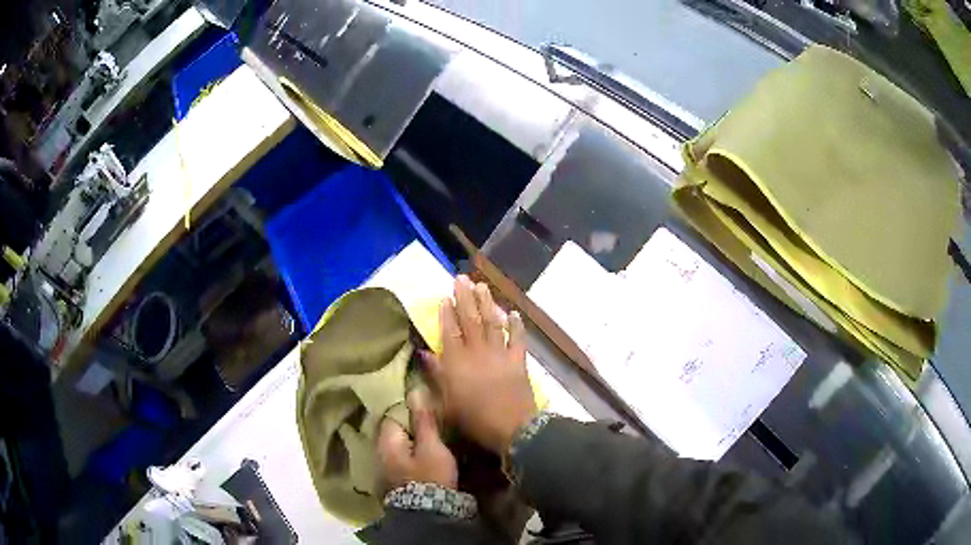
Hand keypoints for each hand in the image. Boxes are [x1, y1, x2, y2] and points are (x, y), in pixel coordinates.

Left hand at [377, 389, 457, 490]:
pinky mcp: (397, 479)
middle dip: (409, 423)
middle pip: (394, 430)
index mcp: (386, 441)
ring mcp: (387, 467)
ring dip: (412, 438)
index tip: (425, 403)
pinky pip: (403, 457)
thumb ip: (423, 421)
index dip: (408, 407)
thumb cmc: (430, 477)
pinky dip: (412, 451)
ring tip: (432, 432)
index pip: (392, 413)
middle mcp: (381, 452)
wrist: (430, 513)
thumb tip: (414, 391)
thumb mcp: (431, 447)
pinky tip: (425, 452)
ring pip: (399, 444)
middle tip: (431, 417)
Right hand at [423, 275, 537, 454]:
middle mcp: (478, 351)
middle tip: (462, 278)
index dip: (446, 313)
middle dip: (465, 297)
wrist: (511, 427)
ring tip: (482, 286)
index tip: (444, 296)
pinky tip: (514, 313)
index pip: (449, 330)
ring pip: (492, 323)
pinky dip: (517, 325)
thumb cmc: (472, 419)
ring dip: (487, 303)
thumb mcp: (445, 402)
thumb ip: (435, 375)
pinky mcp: (518, 361)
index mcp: (457, 361)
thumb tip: (424, 354)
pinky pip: (518, 338)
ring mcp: (500, 354)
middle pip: (471, 319)